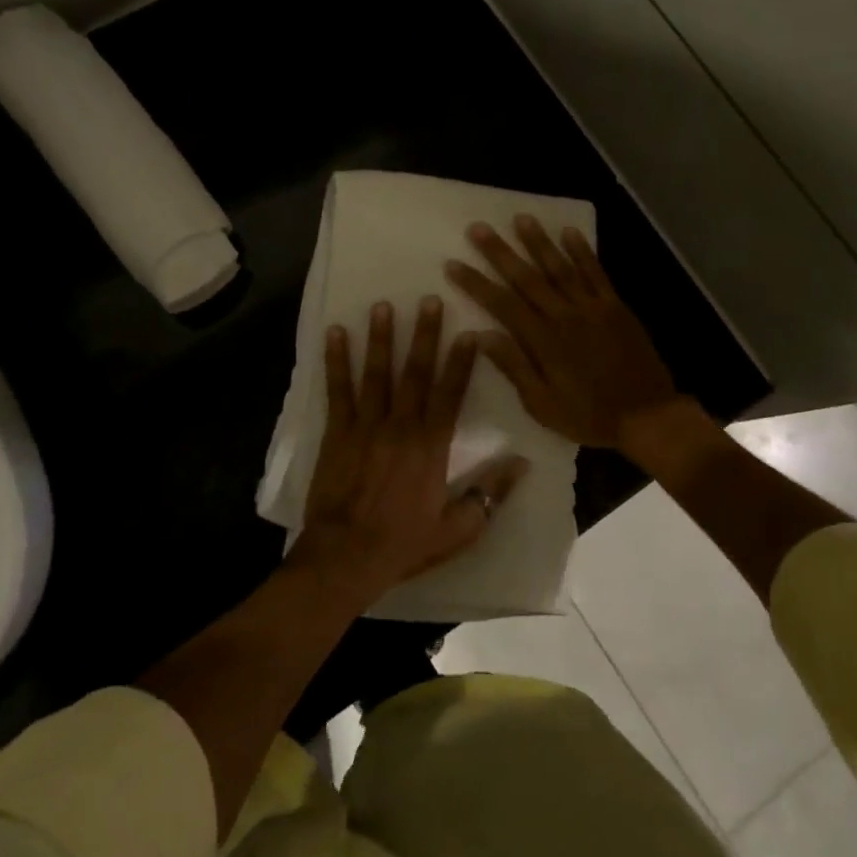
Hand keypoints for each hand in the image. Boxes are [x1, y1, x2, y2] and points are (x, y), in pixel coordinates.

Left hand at [294, 297, 526, 603]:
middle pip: (414, 373)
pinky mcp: (336, 433)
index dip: (461, 362)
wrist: (345, 556)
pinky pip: (337, 390)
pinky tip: (334, 334)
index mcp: (431, 446)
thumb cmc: (404, 544)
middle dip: (423, 335)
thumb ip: (489, 493)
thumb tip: (522, 463)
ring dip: (380, 338)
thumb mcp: (458, 529)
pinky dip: (336, 361)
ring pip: (376, 373)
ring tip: (382, 305)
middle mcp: (400, 426)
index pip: (451, 394)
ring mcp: (365, 426)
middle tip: (428, 299)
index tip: (469, 332)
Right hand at [445, 216, 680, 450]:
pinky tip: (570, 232)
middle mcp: (564, 315)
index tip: (453, 263)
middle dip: (500, 252)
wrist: (647, 416)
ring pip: (560, 267)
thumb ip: (514, 367)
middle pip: (526, 278)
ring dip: (539, 242)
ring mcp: (592, 307)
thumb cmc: (590, 416)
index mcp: (542, 341)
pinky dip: (583, 251)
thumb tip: (481, 336)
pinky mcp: (615, 306)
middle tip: (478, 228)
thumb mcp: (543, 405)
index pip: (501, 304)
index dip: (476, 283)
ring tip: (521, 218)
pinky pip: (596, 273)